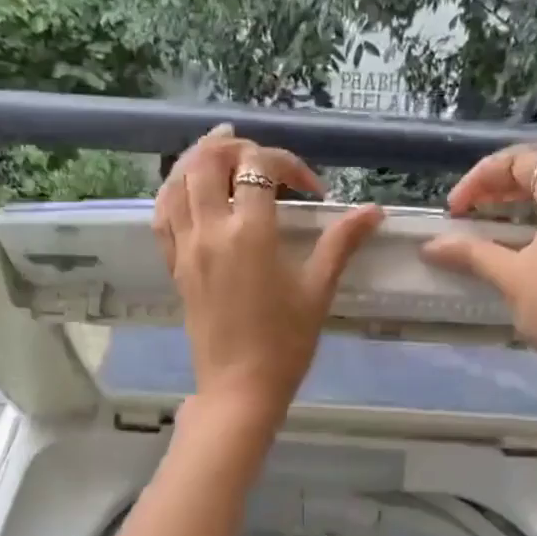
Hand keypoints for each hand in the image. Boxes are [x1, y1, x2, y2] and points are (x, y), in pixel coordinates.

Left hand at [154, 125, 382, 424]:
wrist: (239, 388)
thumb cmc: (284, 343)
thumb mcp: (317, 290)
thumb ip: (341, 243)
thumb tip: (373, 211)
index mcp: (250, 233)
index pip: (260, 167)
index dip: (289, 164)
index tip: (312, 191)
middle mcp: (210, 231)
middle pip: (208, 161)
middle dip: (236, 147)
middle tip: (261, 159)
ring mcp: (186, 247)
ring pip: (177, 181)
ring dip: (199, 159)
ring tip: (222, 155)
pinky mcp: (174, 266)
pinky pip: (162, 215)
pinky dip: (174, 191)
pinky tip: (190, 190)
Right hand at [421, 138, 536, 374]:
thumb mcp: (510, 276)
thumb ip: (470, 252)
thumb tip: (430, 246)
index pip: (525, 161)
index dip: (482, 178)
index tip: (455, 209)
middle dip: (512, 171)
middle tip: (482, 196)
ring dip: (532, 186)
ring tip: (497, 210)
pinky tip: (525, 231)